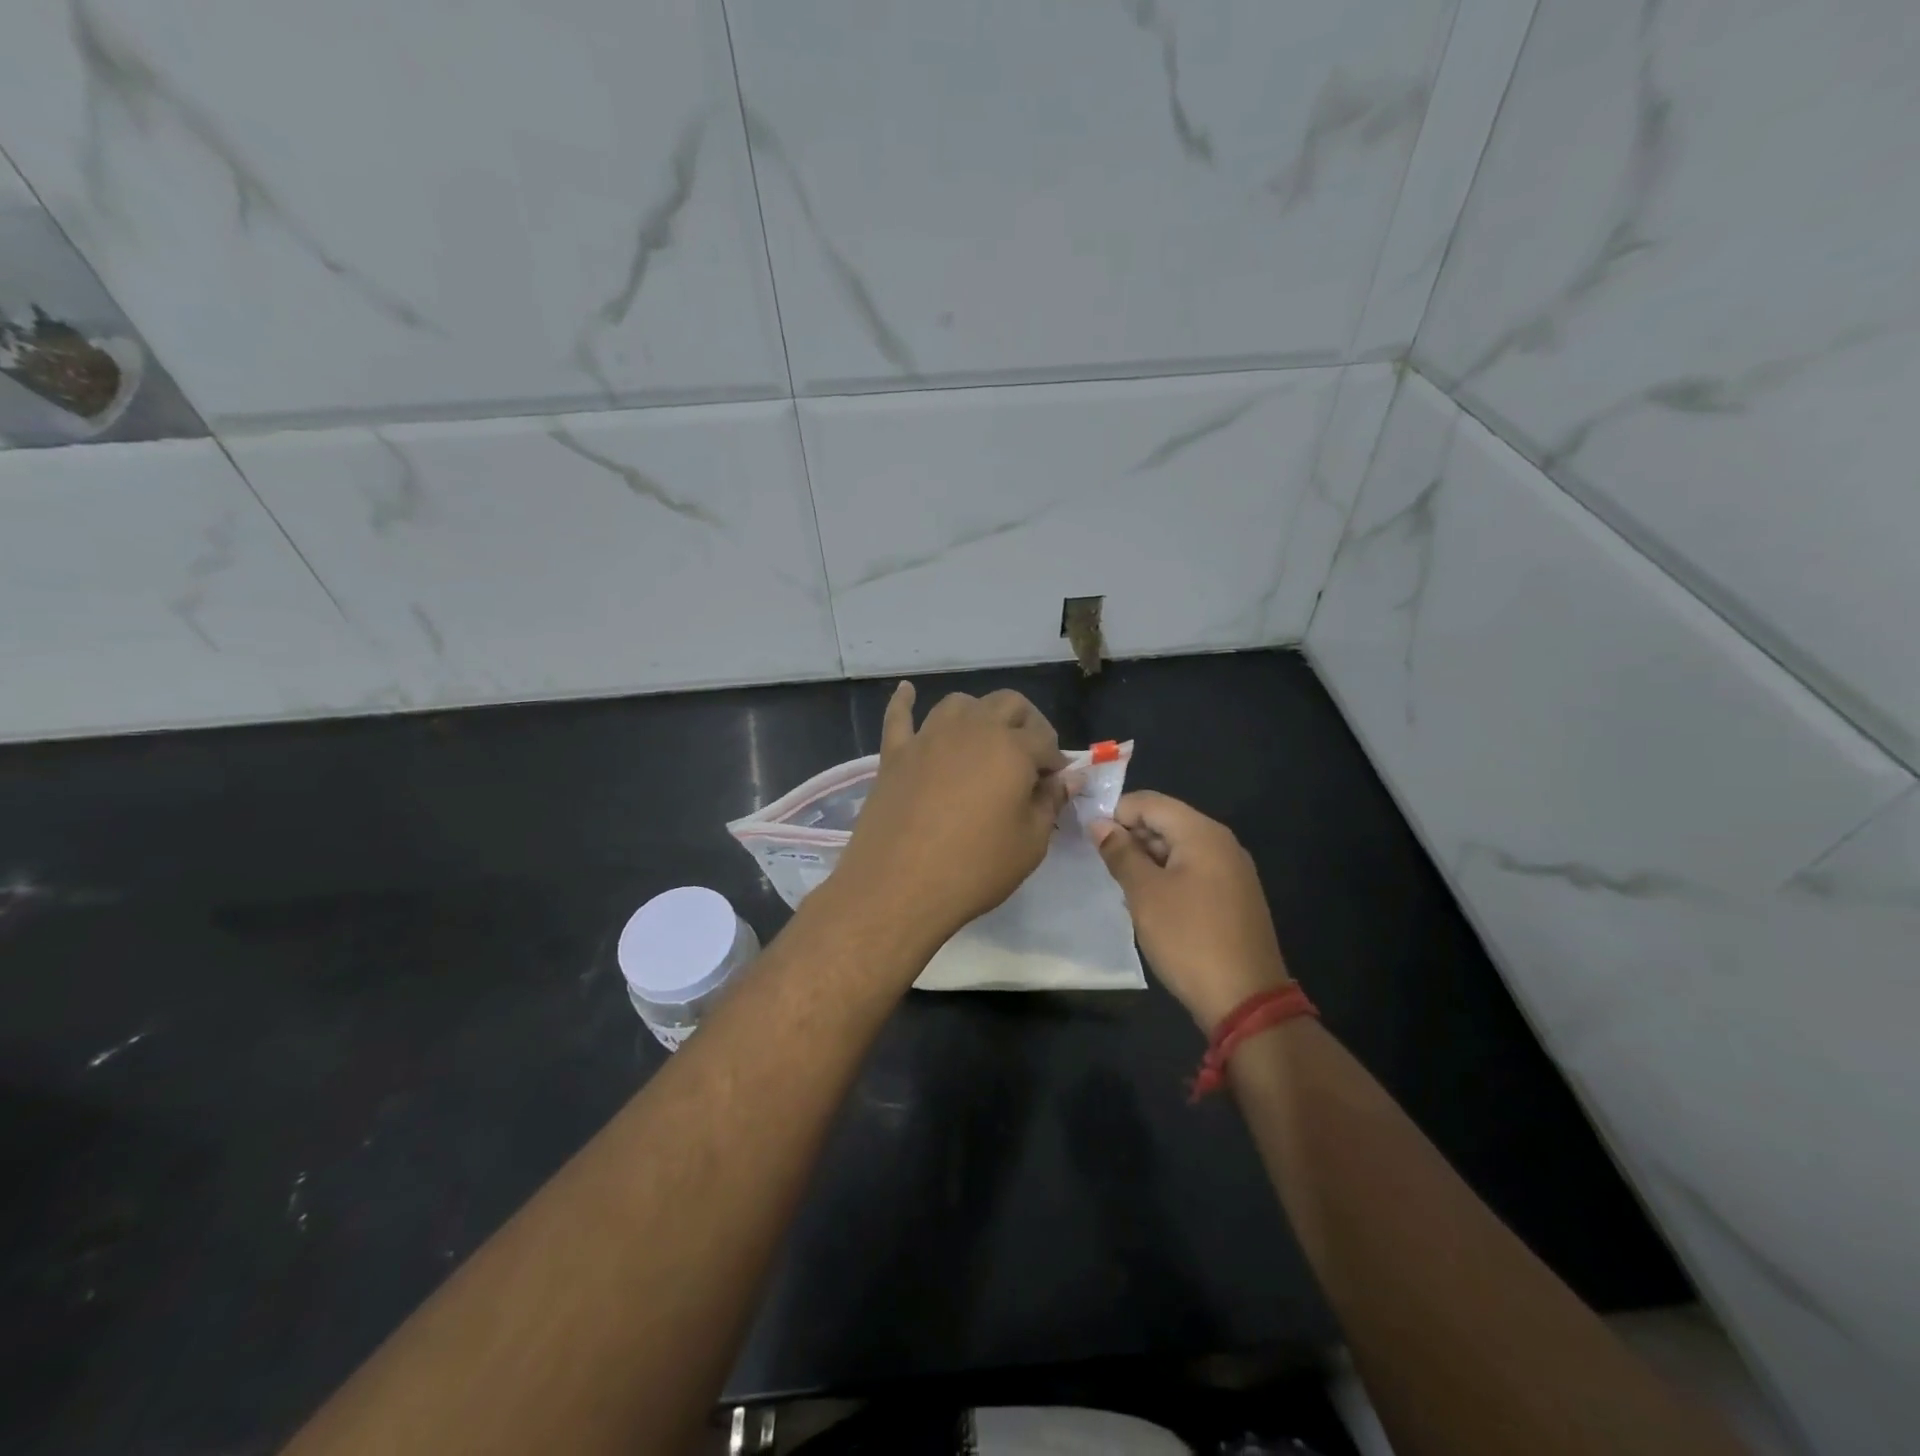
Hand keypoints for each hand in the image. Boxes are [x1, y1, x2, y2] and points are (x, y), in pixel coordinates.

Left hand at [831, 682, 1071, 951]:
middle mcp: (971, 729)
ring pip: (959, 704)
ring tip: (984, 740)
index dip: (1056, 761)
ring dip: (978, 714)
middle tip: (1028, 758)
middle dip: (1026, 724)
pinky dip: (905, 701)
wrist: (898, 887)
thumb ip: (1050, 802)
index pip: (1045, 739)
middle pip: (1007, 703)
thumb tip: (1067, 779)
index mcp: (1011, 748)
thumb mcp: (1030, 843)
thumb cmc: (974, 868)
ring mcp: (928, 737)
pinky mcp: (894, 754)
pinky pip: (899, 716)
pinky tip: (907, 691)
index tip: (1055, 785)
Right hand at [1090, 791, 1290, 1031]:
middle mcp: (1222, 842)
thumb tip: (1099, 824)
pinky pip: (1194, 870)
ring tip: (1123, 887)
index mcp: (1202, 833)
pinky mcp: (1234, 896)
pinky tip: (1151, 904)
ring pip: (1179, 848)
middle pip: (1167, 821)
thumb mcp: (1145, 893)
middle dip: (1132, 837)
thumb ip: (1120, 853)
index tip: (1090, 839)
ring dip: (1147, 860)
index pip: (1150, 802)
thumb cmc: (1188, 938)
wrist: (1246, 999)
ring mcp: (1232, 870)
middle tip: (1103, 866)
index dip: (1116, 814)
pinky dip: (1168, 877)